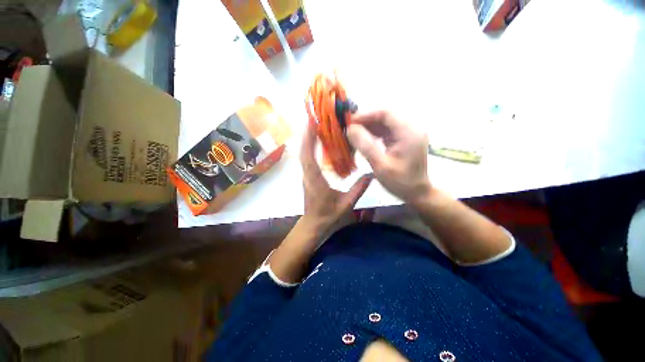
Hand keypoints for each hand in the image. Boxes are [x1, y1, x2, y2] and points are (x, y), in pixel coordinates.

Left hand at [300, 121, 372, 234]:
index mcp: (315, 180)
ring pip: (303, 154)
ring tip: (315, 126)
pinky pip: (306, 159)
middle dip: (307, 134)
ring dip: (307, 139)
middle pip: (303, 151)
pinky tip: (316, 142)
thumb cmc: (328, 215)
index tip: (312, 123)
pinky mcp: (307, 176)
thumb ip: (359, 189)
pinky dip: (309, 148)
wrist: (313, 224)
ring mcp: (305, 175)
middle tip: (314, 119)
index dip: (309, 139)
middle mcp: (307, 175)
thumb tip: (372, 174)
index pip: (309, 156)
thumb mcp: (346, 204)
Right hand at [347, 110, 430, 204]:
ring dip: (369, 126)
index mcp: (409, 132)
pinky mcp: (404, 139)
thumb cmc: (400, 182)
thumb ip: (365, 146)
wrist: (417, 193)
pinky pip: (387, 131)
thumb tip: (350, 129)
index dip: (366, 114)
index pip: (386, 113)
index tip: (350, 121)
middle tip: (349, 128)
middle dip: (366, 120)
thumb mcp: (380, 165)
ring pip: (385, 123)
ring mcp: (408, 133)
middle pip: (386, 116)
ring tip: (354, 133)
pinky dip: (374, 133)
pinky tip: (364, 138)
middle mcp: (411, 128)